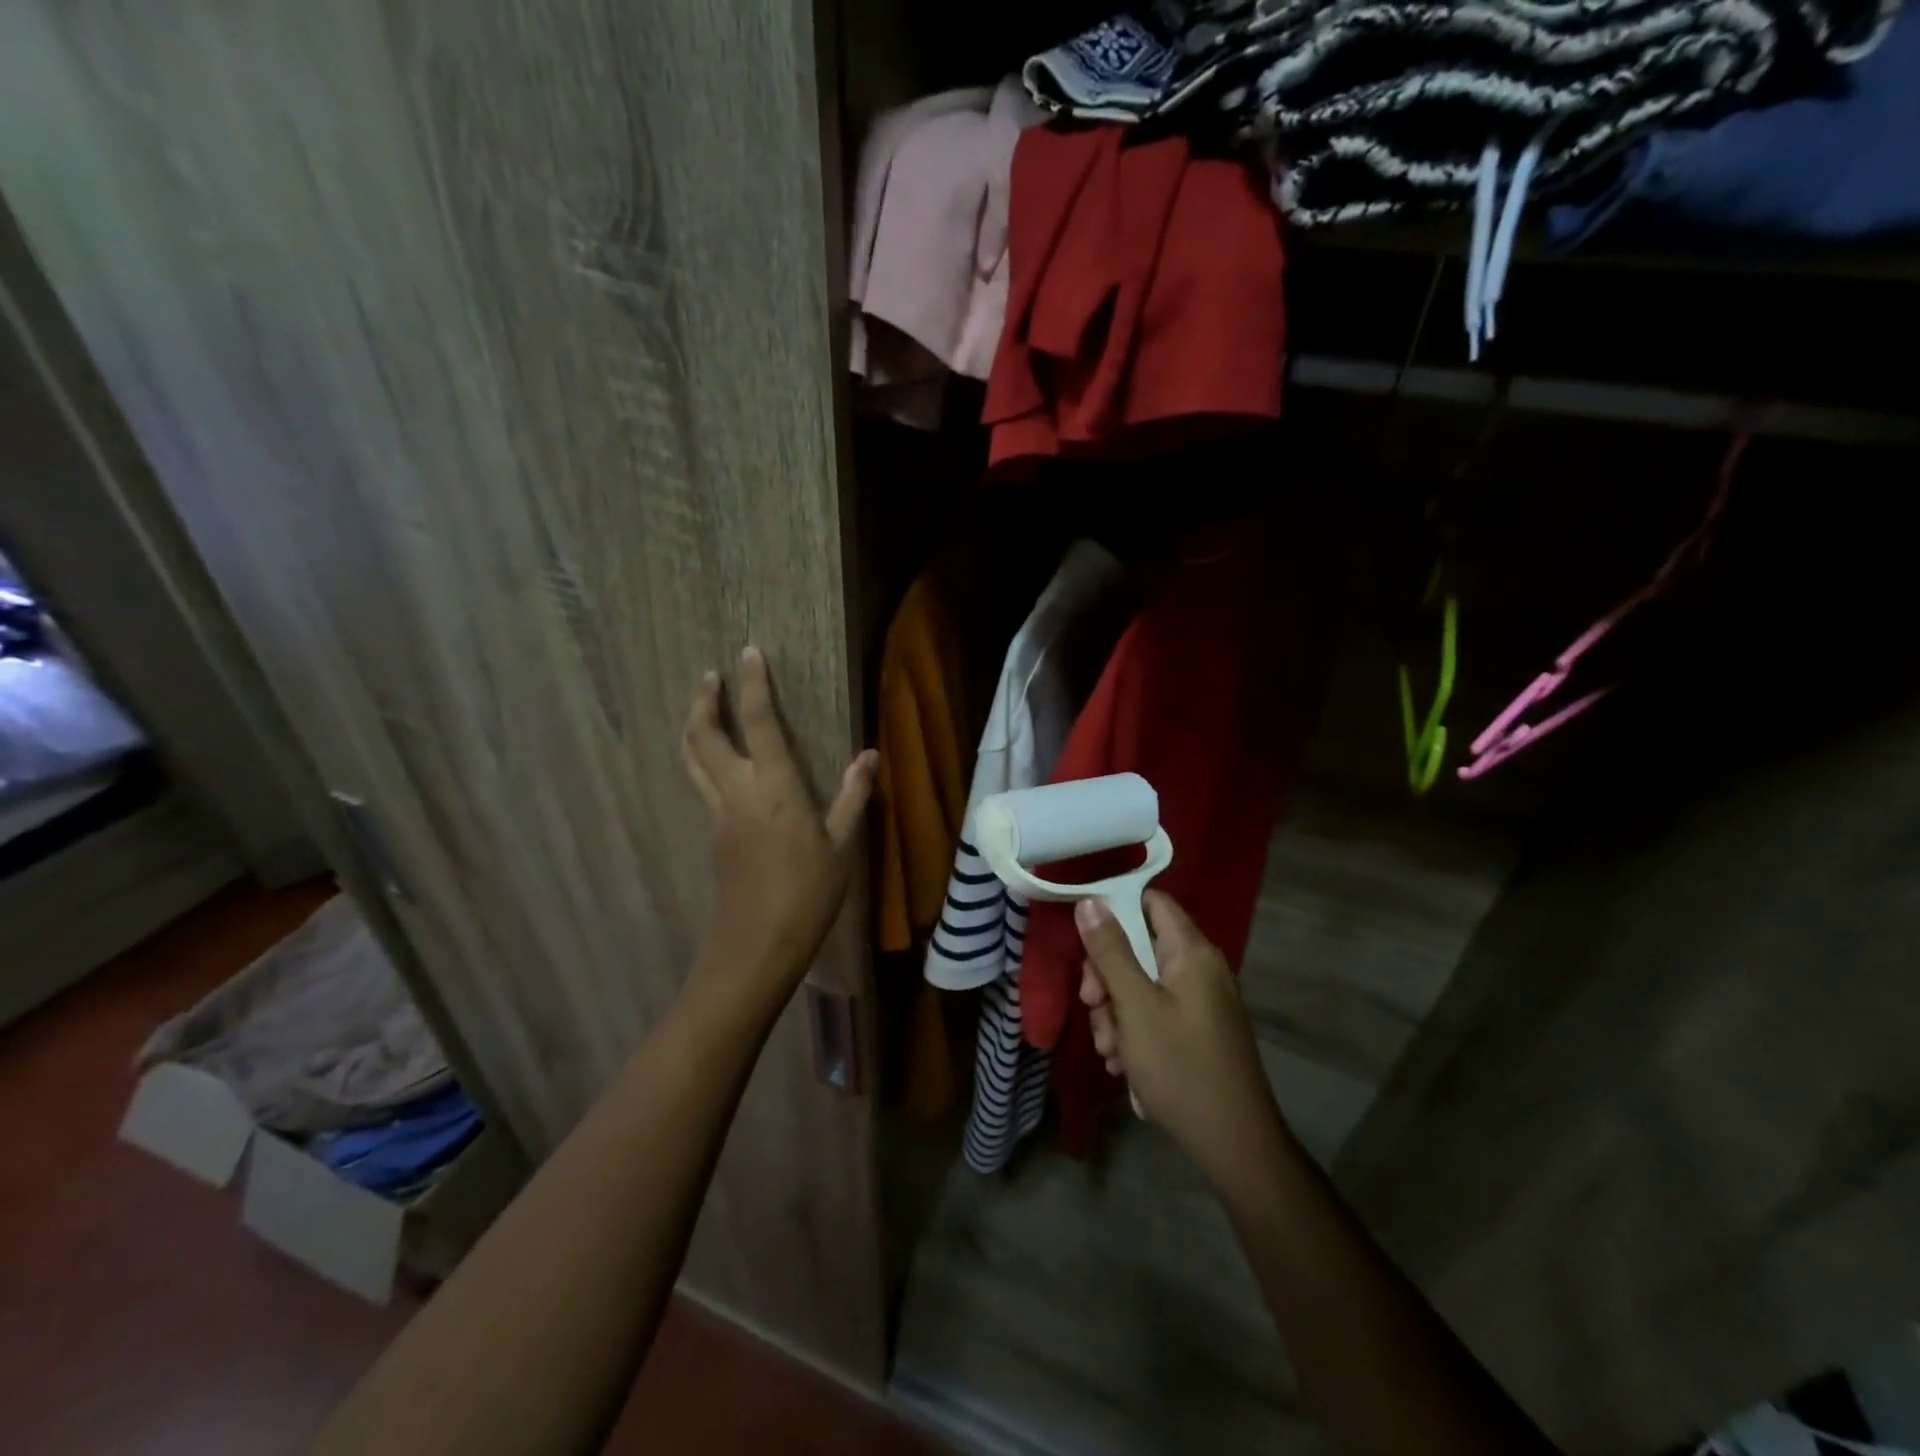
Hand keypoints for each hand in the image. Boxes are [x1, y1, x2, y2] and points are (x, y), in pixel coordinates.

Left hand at [681, 646, 876, 1017]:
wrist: (758, 944)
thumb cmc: (809, 893)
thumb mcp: (843, 845)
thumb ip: (853, 796)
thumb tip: (870, 755)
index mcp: (775, 786)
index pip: (758, 722)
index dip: (753, 685)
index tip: (749, 653)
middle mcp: (738, 790)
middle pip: (705, 735)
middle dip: (704, 700)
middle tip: (709, 675)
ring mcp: (718, 812)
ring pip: (692, 758)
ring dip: (693, 725)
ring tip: (699, 705)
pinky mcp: (712, 833)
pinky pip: (699, 782)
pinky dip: (699, 757)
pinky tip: (713, 760)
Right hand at [1076, 891, 1288, 1187]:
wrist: (1234, 1145)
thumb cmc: (1180, 1066)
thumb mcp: (1135, 1005)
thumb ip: (1110, 951)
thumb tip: (1090, 900)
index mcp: (1191, 952)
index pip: (1151, 902)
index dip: (1115, 912)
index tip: (1085, 942)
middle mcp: (1199, 969)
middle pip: (1139, 948)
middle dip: (1107, 978)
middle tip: (1093, 1006)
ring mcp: (1200, 1003)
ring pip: (1141, 986)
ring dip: (1116, 1013)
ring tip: (1111, 1052)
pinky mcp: (1197, 1033)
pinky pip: (1155, 1015)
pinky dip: (1135, 1034)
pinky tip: (1124, 1066)